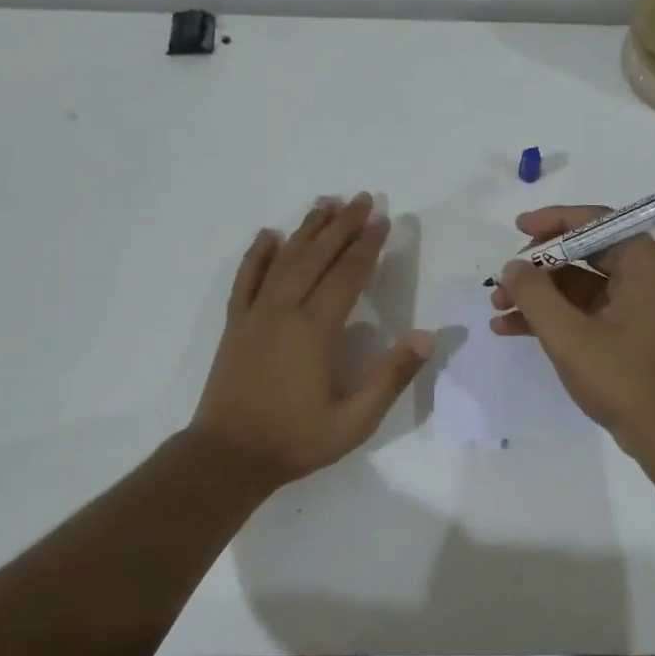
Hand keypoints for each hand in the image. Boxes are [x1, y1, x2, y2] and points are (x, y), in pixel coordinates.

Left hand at [192, 194, 432, 485]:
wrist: (227, 457)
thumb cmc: (295, 440)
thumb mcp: (355, 420)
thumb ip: (391, 377)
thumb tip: (427, 336)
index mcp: (315, 330)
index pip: (346, 275)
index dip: (366, 246)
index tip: (382, 219)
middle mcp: (283, 311)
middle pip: (316, 257)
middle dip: (341, 225)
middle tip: (361, 198)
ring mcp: (255, 315)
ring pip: (282, 260)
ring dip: (306, 230)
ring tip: (325, 203)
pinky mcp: (235, 325)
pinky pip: (246, 279)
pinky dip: (257, 254)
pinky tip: (268, 235)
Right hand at [490, 205, 654, 456]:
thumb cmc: (622, 378)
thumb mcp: (569, 335)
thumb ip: (535, 294)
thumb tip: (513, 266)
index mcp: (645, 265)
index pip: (597, 222)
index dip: (554, 221)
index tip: (518, 228)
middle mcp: (644, 277)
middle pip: (584, 252)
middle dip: (538, 266)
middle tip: (503, 279)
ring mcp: (635, 305)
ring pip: (578, 284)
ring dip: (538, 294)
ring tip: (496, 306)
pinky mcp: (626, 331)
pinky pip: (583, 310)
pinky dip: (551, 316)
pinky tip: (510, 328)